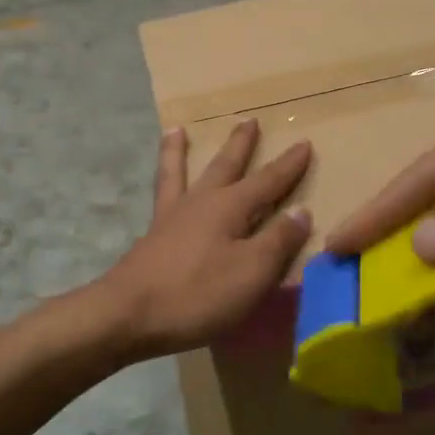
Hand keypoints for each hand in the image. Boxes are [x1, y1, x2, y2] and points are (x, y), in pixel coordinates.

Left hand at [96, 119, 312, 359]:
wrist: (129, 314)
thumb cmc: (198, 294)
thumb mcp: (252, 272)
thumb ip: (278, 241)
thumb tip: (301, 211)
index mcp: (229, 207)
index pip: (268, 181)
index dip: (288, 165)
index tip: (304, 143)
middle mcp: (200, 202)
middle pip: (224, 165)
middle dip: (240, 144)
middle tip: (248, 120)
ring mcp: (171, 217)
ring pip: (179, 172)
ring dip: (180, 150)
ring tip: (176, 130)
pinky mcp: (151, 237)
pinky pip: (160, 195)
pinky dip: (161, 181)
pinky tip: (162, 187)